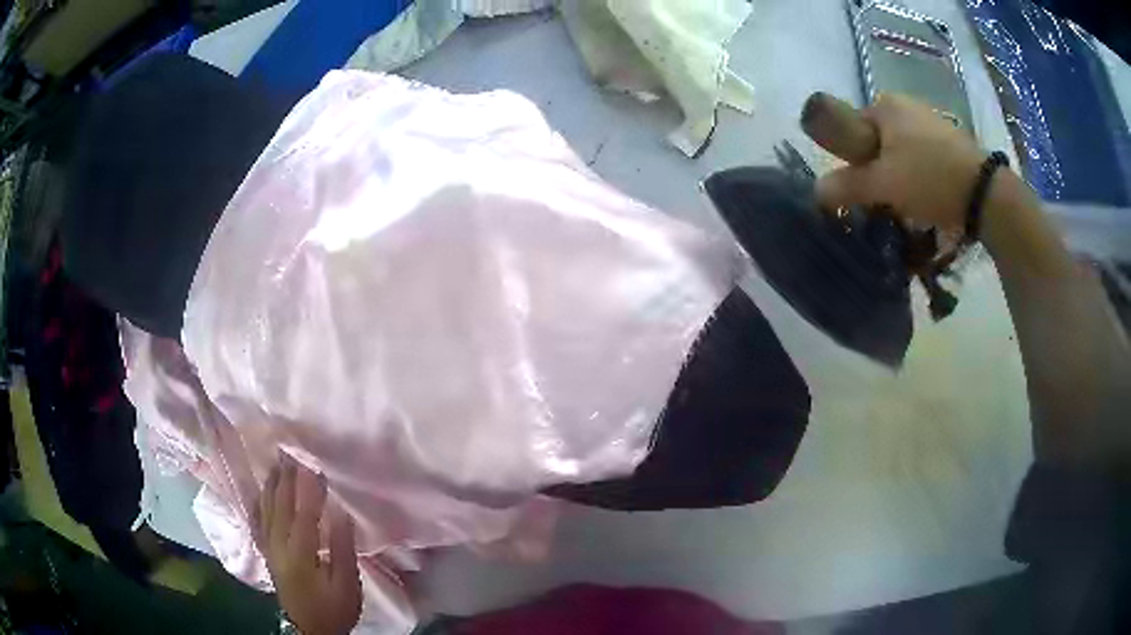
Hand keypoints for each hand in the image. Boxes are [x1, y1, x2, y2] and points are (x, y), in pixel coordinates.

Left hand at [255, 452, 361, 634]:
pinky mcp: (266, 552)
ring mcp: (269, 547)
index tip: (313, 461)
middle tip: (291, 450)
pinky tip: (261, 491)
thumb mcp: (346, 585)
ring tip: (277, 462)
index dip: (308, 486)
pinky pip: (258, 520)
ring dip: (272, 484)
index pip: (303, 511)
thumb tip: (339, 512)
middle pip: (280, 504)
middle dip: (286, 477)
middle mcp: (278, 545)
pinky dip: (259, 502)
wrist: (309, 629)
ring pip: (266, 508)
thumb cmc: (332, 608)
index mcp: (300, 553)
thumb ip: (341, 548)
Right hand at [816, 93, 986, 229]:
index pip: (854, 128)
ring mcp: (931, 120)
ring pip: (901, 150)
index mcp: (885, 104)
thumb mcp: (882, 184)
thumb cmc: (928, 178)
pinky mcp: (950, 140)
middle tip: (887, 198)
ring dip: (900, 175)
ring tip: (910, 202)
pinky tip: (929, 196)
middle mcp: (906, 104)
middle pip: (878, 141)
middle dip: (879, 169)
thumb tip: (816, 191)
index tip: (865, 186)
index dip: (854, 159)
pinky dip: (920, 175)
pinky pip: (923, 156)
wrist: (984, 192)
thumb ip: (847, 186)